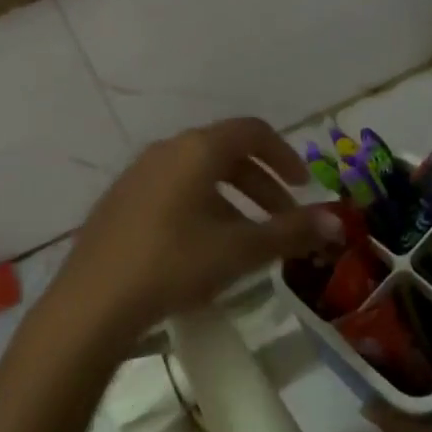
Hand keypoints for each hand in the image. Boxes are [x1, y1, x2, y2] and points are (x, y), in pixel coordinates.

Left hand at [50, 118, 342, 344]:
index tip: (303, 188)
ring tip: (247, 241)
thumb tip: (337, 222)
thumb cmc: (174, 263)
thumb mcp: (239, 250)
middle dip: (262, 185)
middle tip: (283, 222)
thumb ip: (291, 232)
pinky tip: (202, 248)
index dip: (284, 155)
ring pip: (198, 174)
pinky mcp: (120, 199)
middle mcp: (167, 149)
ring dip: (232, 199)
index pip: (252, 131)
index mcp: (197, 149)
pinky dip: (201, 206)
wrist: (94, 300)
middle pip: (226, 153)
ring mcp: (138, 173)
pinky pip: (172, 189)